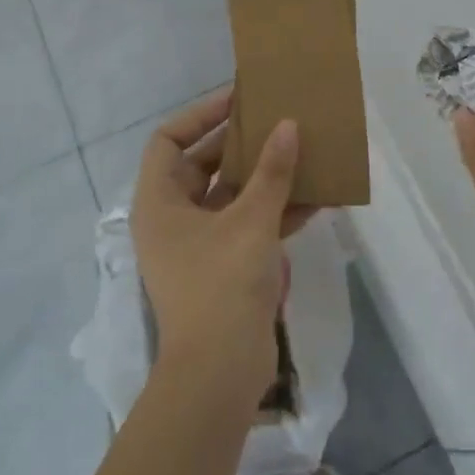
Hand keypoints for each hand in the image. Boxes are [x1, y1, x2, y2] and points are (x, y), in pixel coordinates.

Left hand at [132, 89, 300, 406]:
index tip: (238, 100)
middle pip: (202, 164)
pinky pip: (248, 225)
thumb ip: (272, 172)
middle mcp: (172, 218)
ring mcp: (198, 244)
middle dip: (240, 144)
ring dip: (263, 176)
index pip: (169, 140)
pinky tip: (315, 197)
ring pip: (230, 195)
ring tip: (299, 151)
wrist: (220, 374)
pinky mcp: (224, 267)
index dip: (201, 115)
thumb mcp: (251, 221)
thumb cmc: (222, 285)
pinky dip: (275, 211)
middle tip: (276, 121)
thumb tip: (288, 125)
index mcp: (159, 202)